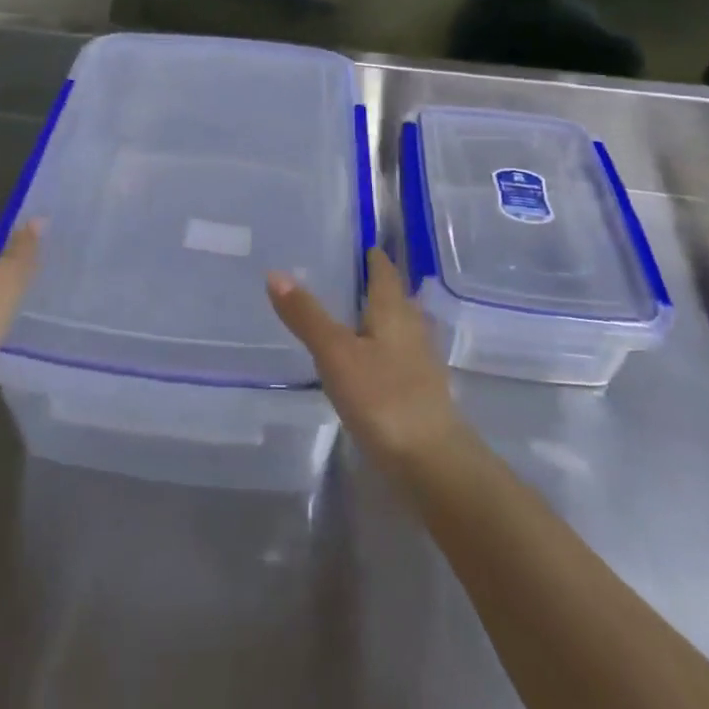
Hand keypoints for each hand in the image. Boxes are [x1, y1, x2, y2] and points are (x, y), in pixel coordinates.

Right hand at [268, 247, 466, 477]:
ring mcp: (421, 365)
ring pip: (401, 330)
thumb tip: (275, 273)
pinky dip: (384, 352)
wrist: (433, 464)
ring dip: (382, 321)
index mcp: (394, 312)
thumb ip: (307, 315)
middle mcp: (413, 330)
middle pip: (397, 300)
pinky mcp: (421, 395)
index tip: (361, 245)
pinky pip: (401, 359)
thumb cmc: (383, 398)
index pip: (385, 273)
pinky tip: (368, 364)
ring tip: (355, 318)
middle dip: (378, 288)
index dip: (374, 258)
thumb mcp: (335, 354)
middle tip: (350, 278)